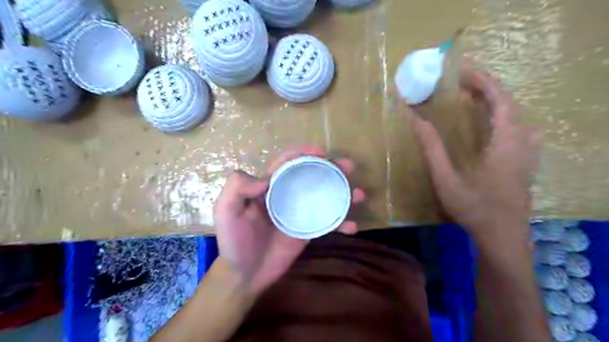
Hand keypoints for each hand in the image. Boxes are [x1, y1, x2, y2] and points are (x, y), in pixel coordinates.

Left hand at [214, 146, 365, 293]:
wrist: (245, 274)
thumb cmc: (234, 241)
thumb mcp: (226, 211)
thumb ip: (237, 188)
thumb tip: (266, 178)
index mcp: (269, 186)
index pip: (288, 163)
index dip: (304, 153)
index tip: (322, 151)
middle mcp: (287, 195)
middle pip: (312, 175)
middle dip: (331, 168)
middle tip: (349, 167)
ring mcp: (300, 213)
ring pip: (324, 196)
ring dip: (343, 193)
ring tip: (359, 194)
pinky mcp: (308, 230)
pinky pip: (328, 222)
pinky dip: (341, 222)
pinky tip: (353, 226)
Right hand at [411, 70, 538, 239]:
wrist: (502, 235)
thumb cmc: (473, 208)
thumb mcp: (446, 179)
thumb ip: (431, 148)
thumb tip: (415, 119)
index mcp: (505, 143)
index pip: (500, 100)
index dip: (482, 81)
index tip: (461, 71)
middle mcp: (522, 141)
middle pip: (509, 102)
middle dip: (486, 86)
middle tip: (460, 81)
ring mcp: (527, 151)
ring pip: (516, 113)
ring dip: (494, 98)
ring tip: (471, 94)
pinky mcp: (525, 159)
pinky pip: (517, 125)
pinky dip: (501, 113)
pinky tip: (487, 119)